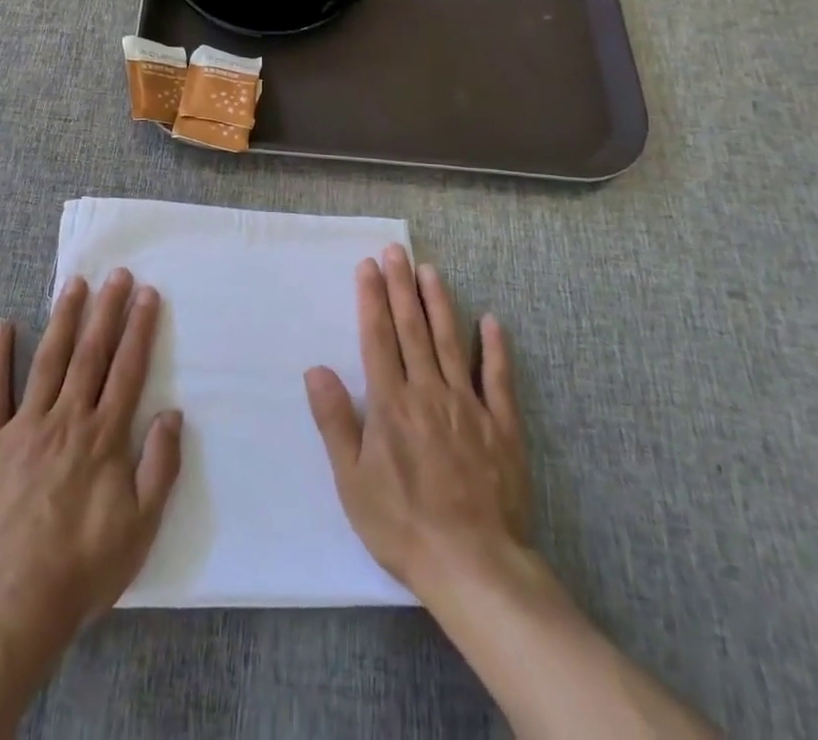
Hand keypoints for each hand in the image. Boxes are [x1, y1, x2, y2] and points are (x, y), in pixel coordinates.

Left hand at [0, 269, 182, 643]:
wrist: (8, 605)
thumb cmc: (81, 568)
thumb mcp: (140, 528)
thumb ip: (160, 467)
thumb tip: (173, 414)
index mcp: (103, 437)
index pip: (127, 369)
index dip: (139, 328)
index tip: (147, 293)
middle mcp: (66, 419)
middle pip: (91, 353)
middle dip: (106, 309)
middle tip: (116, 273)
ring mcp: (23, 427)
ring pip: (48, 360)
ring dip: (64, 319)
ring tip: (74, 284)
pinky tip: (2, 324)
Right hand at [304, 245, 531, 599]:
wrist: (474, 566)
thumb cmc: (403, 525)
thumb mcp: (352, 481)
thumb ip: (335, 421)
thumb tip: (315, 369)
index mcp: (391, 403)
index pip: (377, 337)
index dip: (371, 298)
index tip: (368, 266)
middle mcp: (428, 392)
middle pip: (412, 329)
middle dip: (401, 286)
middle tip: (397, 250)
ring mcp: (468, 406)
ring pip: (451, 342)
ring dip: (439, 303)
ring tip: (430, 270)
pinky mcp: (501, 426)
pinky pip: (498, 379)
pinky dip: (494, 348)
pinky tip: (490, 320)